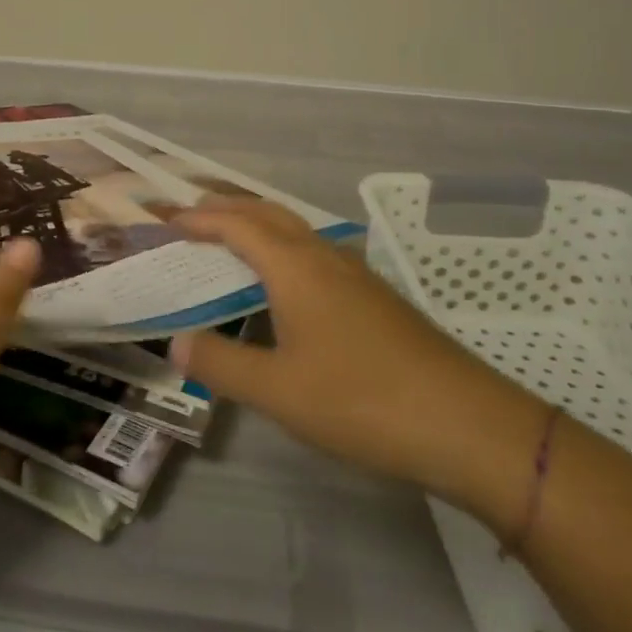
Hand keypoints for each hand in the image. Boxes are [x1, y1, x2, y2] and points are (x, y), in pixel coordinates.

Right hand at [170, 199, 545, 513]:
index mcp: (295, 268)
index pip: (236, 225)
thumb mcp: (278, 390)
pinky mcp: (375, 298)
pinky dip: (283, 249)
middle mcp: (324, 257)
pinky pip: (315, 254)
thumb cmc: (361, 400)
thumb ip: (221, 363)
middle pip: (268, 213)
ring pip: (296, 231)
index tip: (165, 216)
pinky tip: (285, 284)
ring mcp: (356, 275)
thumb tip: (176, 342)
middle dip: (227, 207)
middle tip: (191, 213)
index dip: (198, 219)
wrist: (466, 424)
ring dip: (258, 224)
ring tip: (229, 238)